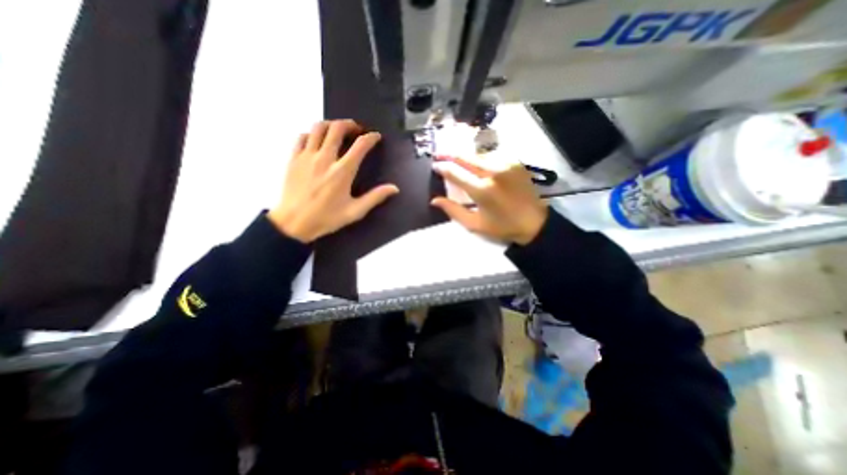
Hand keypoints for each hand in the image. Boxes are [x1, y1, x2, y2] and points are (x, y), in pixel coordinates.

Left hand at [267, 119, 401, 243]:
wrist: (294, 223)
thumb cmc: (327, 218)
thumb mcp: (355, 211)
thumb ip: (375, 197)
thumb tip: (394, 188)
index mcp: (343, 172)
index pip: (360, 145)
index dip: (371, 138)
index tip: (376, 137)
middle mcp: (325, 159)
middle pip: (338, 128)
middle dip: (350, 124)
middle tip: (357, 130)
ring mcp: (307, 156)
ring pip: (319, 127)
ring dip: (331, 124)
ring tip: (338, 130)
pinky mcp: (294, 158)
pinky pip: (303, 137)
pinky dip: (313, 134)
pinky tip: (318, 141)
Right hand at [431, 154, 548, 245]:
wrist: (534, 223)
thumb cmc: (502, 227)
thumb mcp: (474, 224)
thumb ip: (453, 210)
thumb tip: (434, 200)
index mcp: (482, 190)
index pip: (455, 172)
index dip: (442, 167)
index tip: (434, 165)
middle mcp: (493, 172)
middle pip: (466, 157)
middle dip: (450, 154)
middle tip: (439, 154)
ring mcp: (506, 164)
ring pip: (478, 154)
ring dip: (465, 156)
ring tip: (455, 158)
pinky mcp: (515, 162)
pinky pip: (492, 155)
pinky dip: (480, 158)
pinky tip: (475, 162)